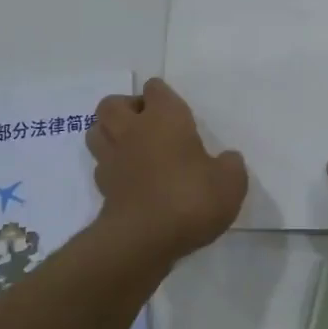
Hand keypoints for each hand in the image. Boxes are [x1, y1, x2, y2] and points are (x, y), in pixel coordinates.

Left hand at [88, 78, 247, 263]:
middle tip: (148, 125)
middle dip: (127, 108)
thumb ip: (230, 166)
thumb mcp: (230, 182)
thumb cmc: (191, 198)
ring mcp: (112, 158)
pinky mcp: (102, 188)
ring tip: (132, 147)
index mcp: (165, 118)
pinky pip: (101, 165)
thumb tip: (226, 160)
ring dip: (110, 133)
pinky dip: (112, 167)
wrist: (144, 240)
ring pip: (96, 130)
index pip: (155, 89)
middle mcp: (133, 130)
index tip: (177, 113)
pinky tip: (130, 178)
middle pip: (113, 103)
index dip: (163, 96)